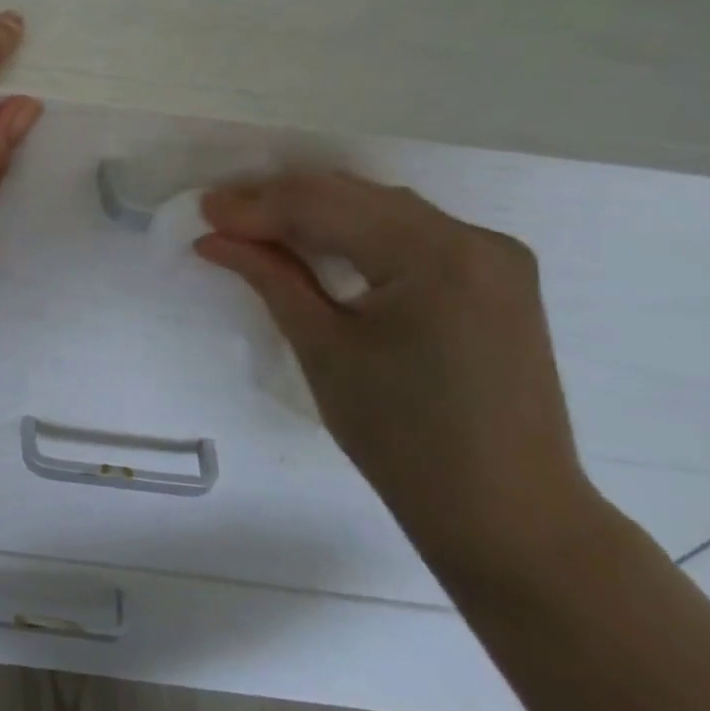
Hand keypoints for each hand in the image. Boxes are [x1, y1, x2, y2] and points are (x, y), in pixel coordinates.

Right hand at [196, 171, 604, 577]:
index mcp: (436, 257)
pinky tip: (318, 240)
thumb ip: (271, 277)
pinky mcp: (497, 277)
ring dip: (318, 211)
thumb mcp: (323, 350)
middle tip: (220, 214)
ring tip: (256, 224)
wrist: (507, 513)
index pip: (326, 206)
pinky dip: (358, 231)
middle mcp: (475, 239)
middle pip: (356, 197)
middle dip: (282, 201)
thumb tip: (214, 238)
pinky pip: (413, 232)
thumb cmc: (403, 440)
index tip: (203, 210)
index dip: (257, 205)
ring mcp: (495, 256)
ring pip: (383, 209)